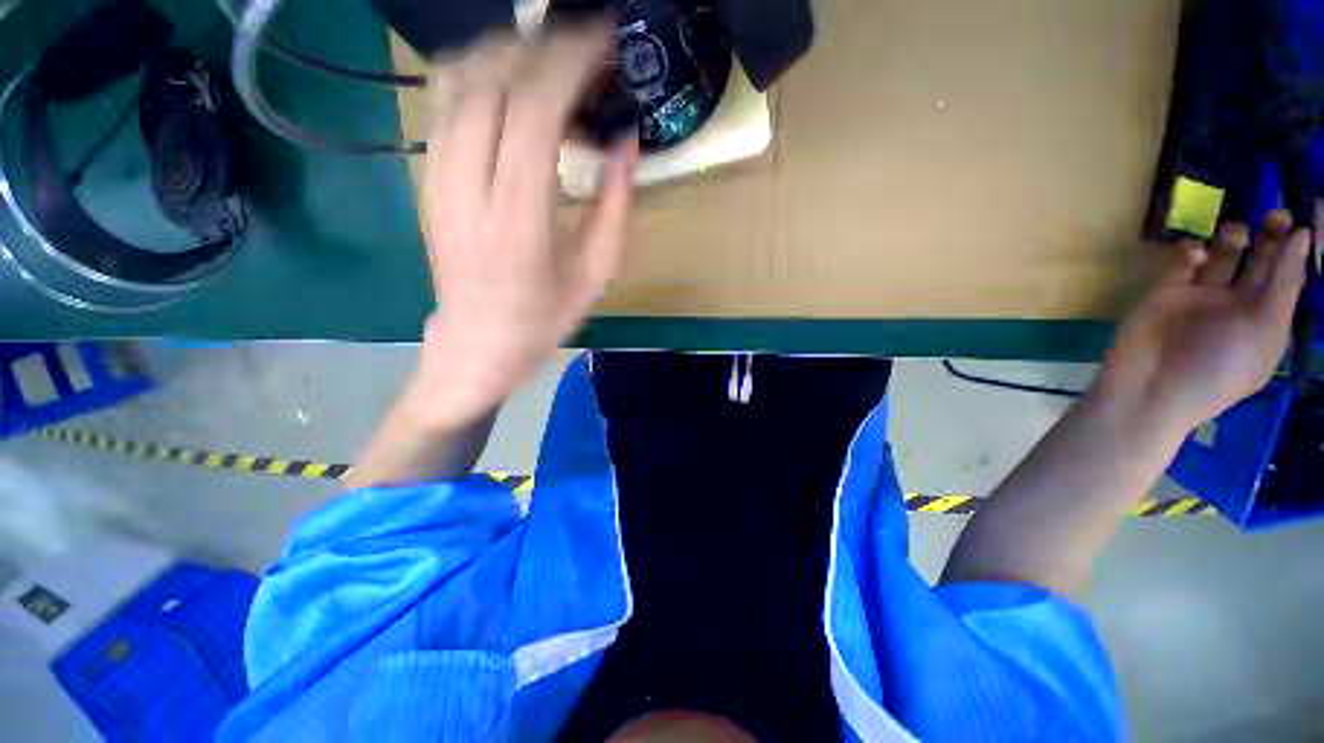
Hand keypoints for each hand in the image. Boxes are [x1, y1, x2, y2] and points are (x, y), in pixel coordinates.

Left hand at [416, 25, 637, 422]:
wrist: (478, 342)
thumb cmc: (544, 318)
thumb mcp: (596, 275)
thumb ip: (615, 208)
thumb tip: (625, 143)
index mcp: (519, 224)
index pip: (532, 116)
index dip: (567, 66)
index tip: (602, 43)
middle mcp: (468, 191)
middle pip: (489, 85)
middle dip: (541, 48)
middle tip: (584, 47)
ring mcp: (437, 181)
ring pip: (456, 83)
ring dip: (505, 53)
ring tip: (548, 56)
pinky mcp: (426, 179)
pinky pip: (441, 105)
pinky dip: (476, 74)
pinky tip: (508, 82)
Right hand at [1099, 209, 1314, 435]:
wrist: (1151, 387)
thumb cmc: (1219, 367)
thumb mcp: (1265, 329)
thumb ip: (1285, 282)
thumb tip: (1302, 234)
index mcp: (1269, 315)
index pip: (1290, 273)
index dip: (1299, 246)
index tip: (1309, 212)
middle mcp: (1240, 302)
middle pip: (1260, 258)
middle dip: (1270, 233)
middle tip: (1276, 212)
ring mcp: (1202, 295)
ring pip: (1223, 254)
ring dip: (1232, 238)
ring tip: (1236, 237)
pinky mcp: (1167, 291)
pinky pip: (1184, 261)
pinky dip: (1191, 252)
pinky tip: (1194, 256)